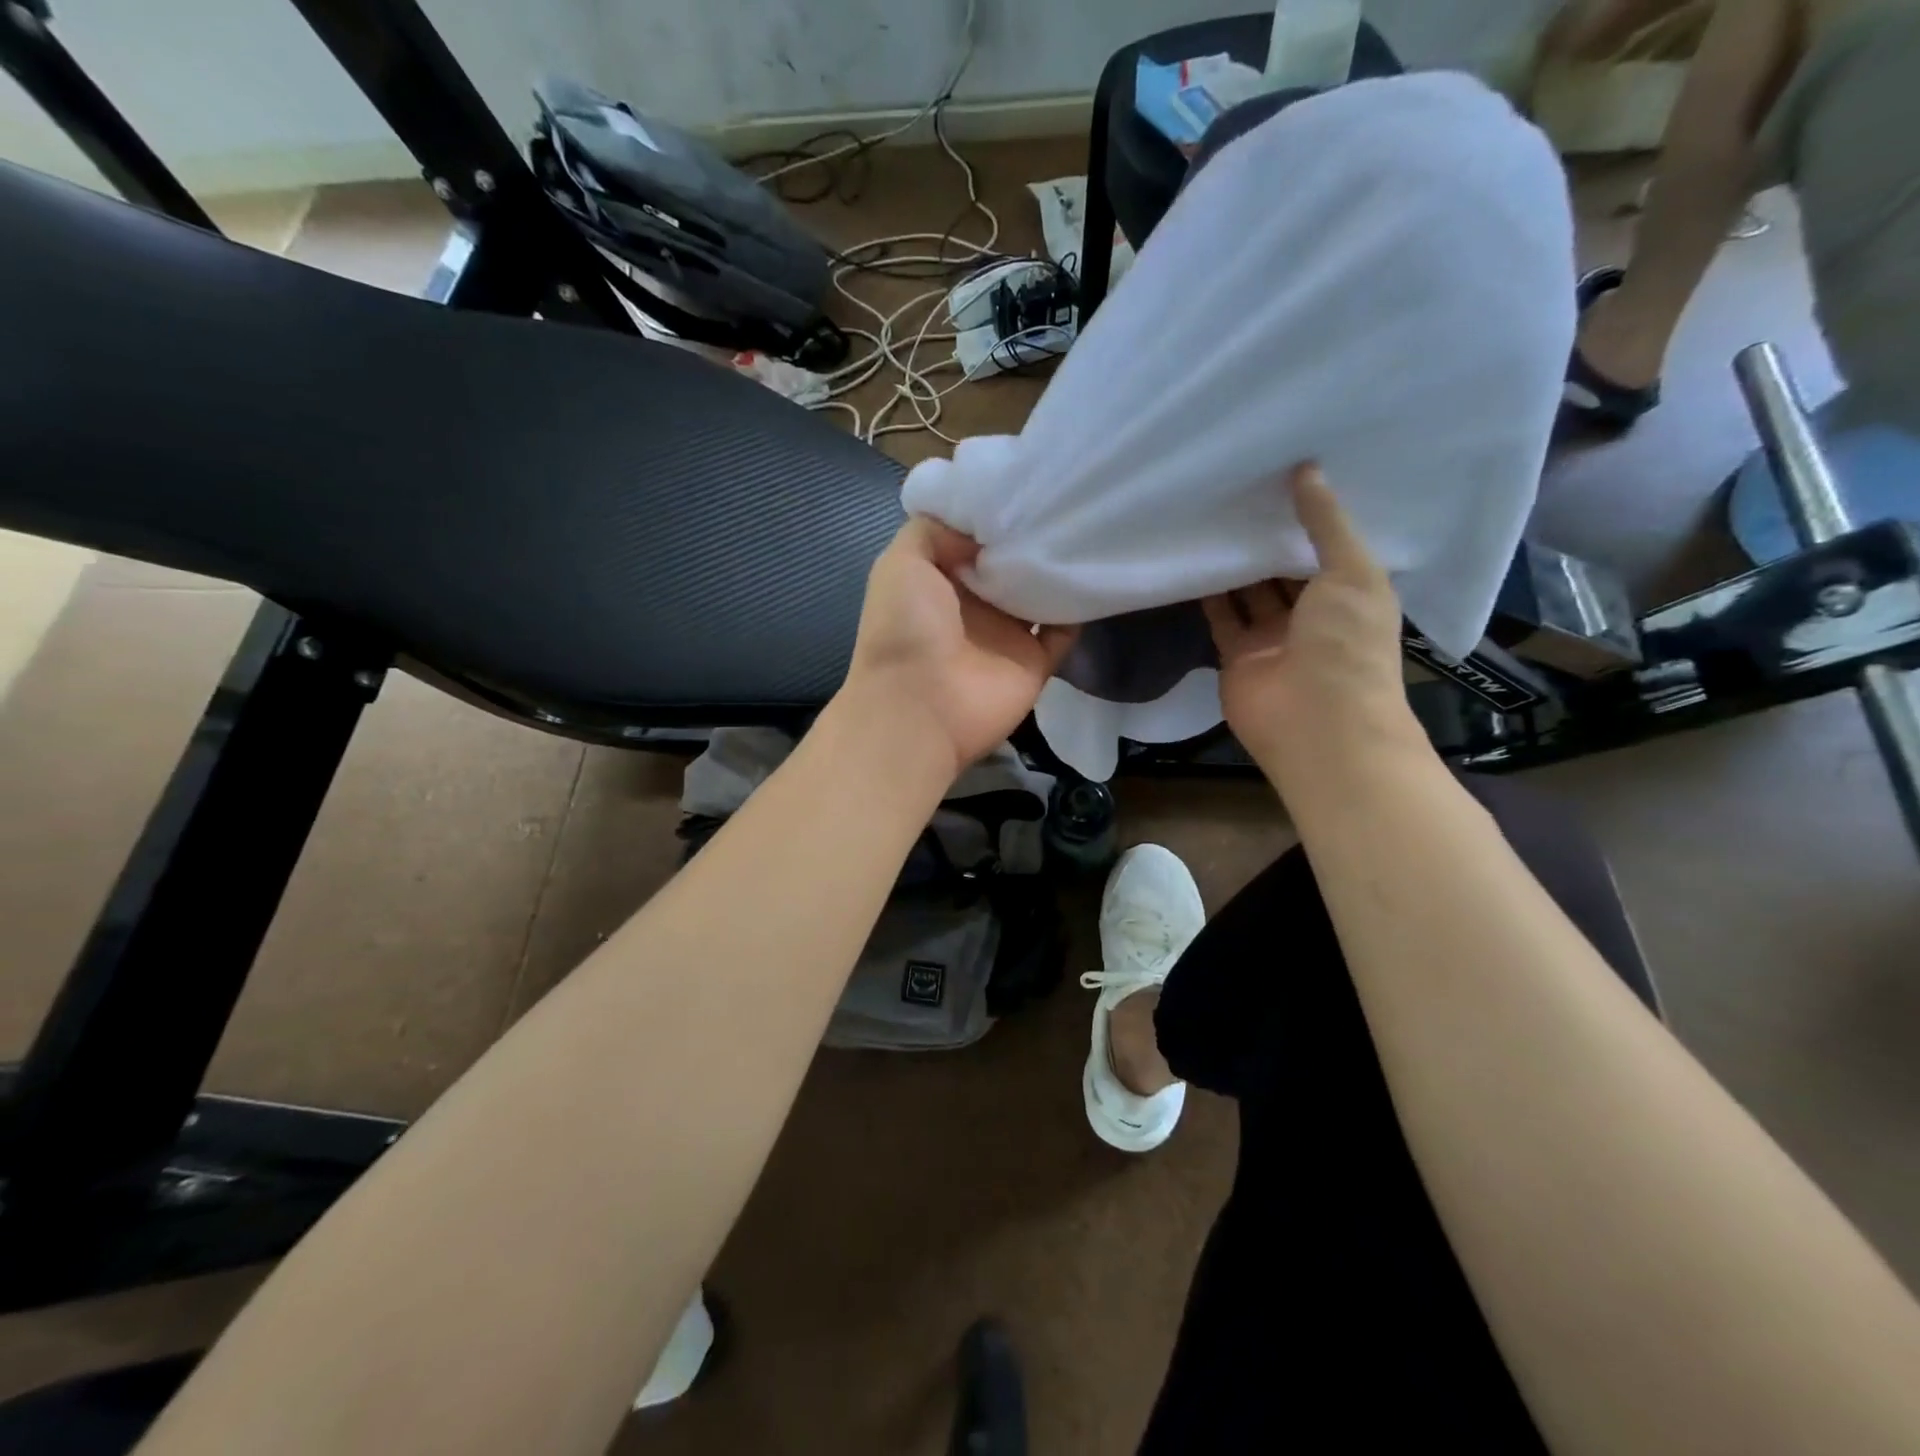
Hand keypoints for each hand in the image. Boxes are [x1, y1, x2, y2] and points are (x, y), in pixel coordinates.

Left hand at [838, 516, 1078, 778]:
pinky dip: (1080, 606)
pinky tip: (1095, 571)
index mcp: (942, 579)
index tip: (1027, 481)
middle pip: (1012, 562)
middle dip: (1033, 533)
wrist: (920, 708)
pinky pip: (1065, 630)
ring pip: (1041, 592)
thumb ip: (936, 530)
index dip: (996, 512)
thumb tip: (984, 530)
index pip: (975, 537)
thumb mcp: (902, 561)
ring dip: (1059, 566)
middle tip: (1066, 497)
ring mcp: (1007, 634)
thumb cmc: (905, 629)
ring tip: (1087, 523)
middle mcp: (975, 604)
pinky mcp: (1035, 661)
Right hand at [1202, 464, 1426, 794]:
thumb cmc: (1347, 644)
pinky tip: (1194, 558)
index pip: (1327, 548)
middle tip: (1239, 487)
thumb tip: (1305, 470)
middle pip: (1284, 569)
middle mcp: (1313, 615)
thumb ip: (1326, 522)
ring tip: (1212, 516)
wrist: (1317, 723)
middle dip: (1266, 536)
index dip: (1308, 516)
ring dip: (1234, 562)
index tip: (1283, 476)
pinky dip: (1208, 593)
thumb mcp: (1351, 572)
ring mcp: (1273, 637)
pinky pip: (1221, 617)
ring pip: (1249, 591)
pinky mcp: (1236, 655)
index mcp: (1351, 594)